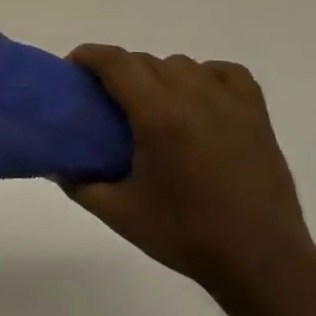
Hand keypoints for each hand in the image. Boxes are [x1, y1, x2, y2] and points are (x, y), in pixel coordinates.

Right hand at [65, 46, 312, 291]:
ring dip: (158, 75)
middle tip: (105, 99)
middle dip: (119, 70)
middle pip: (146, 61)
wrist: (259, 259)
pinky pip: (225, 73)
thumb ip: (80, 184)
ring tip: (150, 104)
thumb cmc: (185, 236)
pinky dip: (204, 76)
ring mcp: (230, 103)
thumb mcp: (119, 214)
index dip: (90, 56)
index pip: (118, 63)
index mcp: (159, 117)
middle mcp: (195, 98)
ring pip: (183, 64)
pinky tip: (196, 98)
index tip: (73, 67)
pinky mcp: (256, 114)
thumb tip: (56, 164)